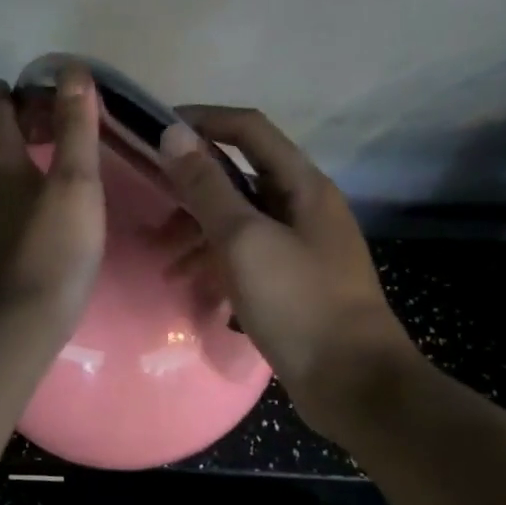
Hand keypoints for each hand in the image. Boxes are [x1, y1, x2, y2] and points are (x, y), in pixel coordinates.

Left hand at [0, 64, 104, 337]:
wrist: (19, 323)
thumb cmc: (53, 247)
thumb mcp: (74, 182)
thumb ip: (75, 128)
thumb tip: (72, 70)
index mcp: (5, 168)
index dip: (4, 98)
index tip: (8, 83)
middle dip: (10, 127)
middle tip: (34, 115)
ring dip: (15, 162)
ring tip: (40, 156)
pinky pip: (7, 210)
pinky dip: (21, 195)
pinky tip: (39, 210)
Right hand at [158, 107, 410, 438]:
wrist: (353, 383)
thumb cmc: (299, 303)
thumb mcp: (244, 240)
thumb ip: (207, 187)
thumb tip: (174, 134)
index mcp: (302, 185)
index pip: (249, 129)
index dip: (203, 120)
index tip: (157, 130)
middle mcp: (303, 206)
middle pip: (240, 175)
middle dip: (193, 186)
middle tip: (152, 202)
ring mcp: (300, 245)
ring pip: (239, 219)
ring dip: (199, 229)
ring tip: (163, 258)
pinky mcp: (293, 280)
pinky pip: (246, 254)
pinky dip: (215, 260)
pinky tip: (189, 282)